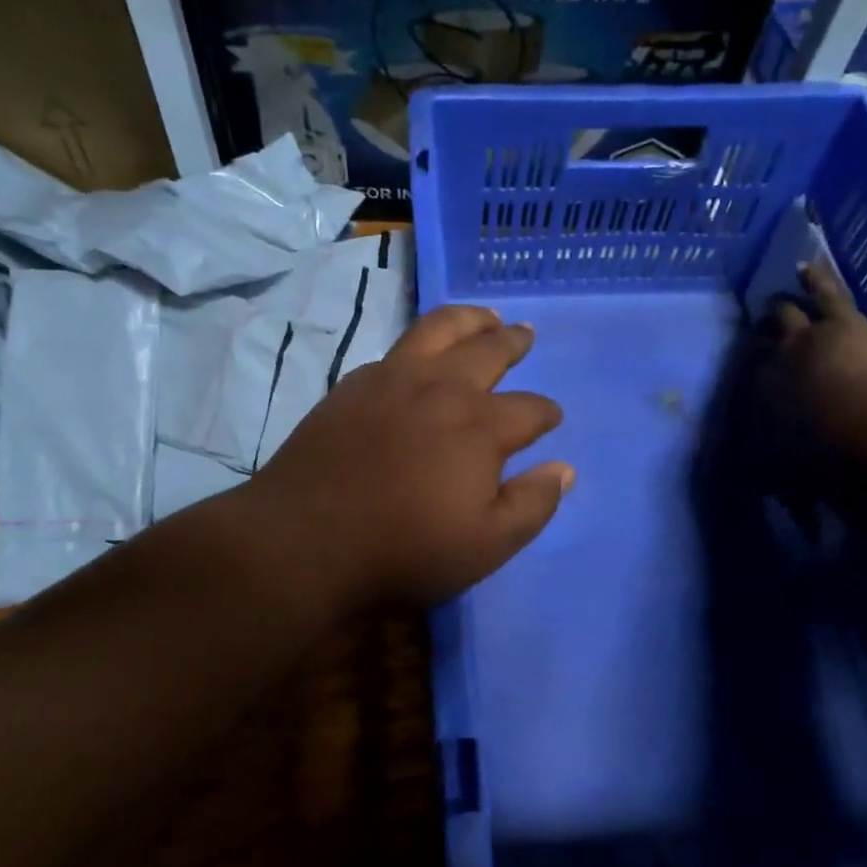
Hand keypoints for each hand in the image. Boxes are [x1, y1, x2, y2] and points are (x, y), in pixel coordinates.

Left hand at [245, 305, 572, 611]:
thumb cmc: (403, 550)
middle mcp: (441, 388)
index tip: (551, 417)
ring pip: (439, 329)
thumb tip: (562, 468)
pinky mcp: (352, 385)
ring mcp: (392, 379)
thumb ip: (531, 505)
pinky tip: (419, 356)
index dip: (546, 413)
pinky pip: (395, 350)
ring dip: (469, 319)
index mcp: (480, 426)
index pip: (529, 408)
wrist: (304, 541)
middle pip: (488, 350)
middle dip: (513, 341)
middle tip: (525, 334)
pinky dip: (419, 345)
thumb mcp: (485, 546)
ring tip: (484, 316)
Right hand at [762, 263, 866, 447]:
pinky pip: (824, 295)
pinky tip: (804, 268)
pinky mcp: (837, 322)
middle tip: (760, 330)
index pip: (753, 377)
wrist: (850, 423)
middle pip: (763, 342)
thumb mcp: (788, 461)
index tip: (757, 374)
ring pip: (788, 315)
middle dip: (762, 336)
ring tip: (776, 299)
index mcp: (760, 395)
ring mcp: (803, 337)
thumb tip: (764, 472)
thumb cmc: (817, 451)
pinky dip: (815, 280)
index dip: (755, 373)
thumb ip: (776, 463)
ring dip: (782, 308)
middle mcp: (773, 361)